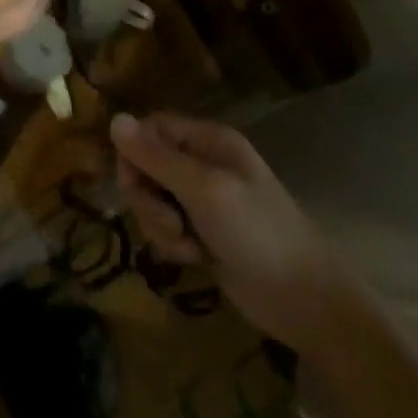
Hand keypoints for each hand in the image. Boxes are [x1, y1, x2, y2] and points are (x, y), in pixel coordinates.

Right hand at [112, 111, 349, 352]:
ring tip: (187, 245)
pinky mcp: (201, 232)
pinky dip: (171, 244)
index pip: (151, 129)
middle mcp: (203, 163)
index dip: (135, 154)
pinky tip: (194, 258)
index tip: (135, 185)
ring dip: (159, 225)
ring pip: (152, 199)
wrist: (302, 298)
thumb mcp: (205, 190)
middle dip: (148, 198)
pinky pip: (165, 227)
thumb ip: (158, 158)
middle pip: (146, 165)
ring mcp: (202, 199)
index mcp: (208, 140)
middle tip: (170, 222)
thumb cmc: (258, 233)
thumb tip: (115, 119)